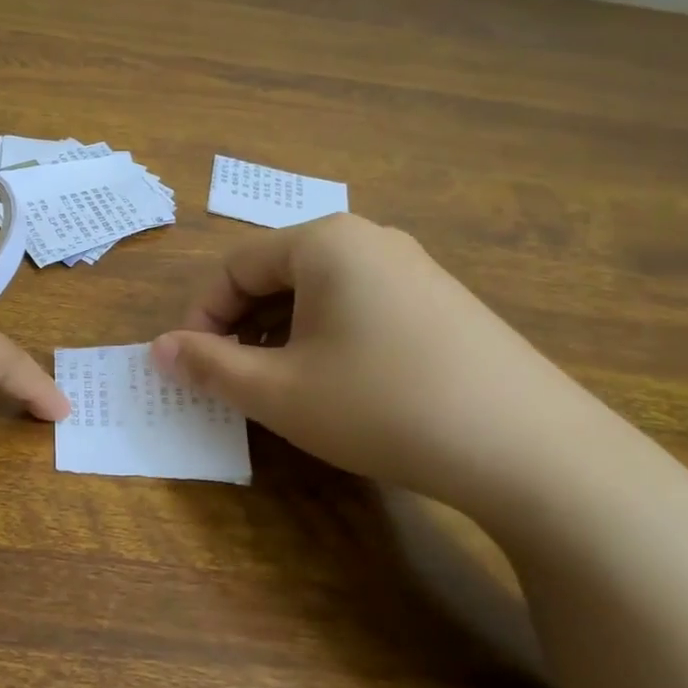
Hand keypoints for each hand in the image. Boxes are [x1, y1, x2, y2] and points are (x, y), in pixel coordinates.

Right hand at [152, 215, 606, 510]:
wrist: (529, 448)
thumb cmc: (381, 405)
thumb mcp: (279, 391)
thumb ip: (209, 366)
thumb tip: (158, 349)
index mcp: (324, 242)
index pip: (234, 266)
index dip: (200, 316)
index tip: (191, 367)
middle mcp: (369, 239)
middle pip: (277, 273)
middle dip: (242, 325)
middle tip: (232, 380)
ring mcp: (413, 268)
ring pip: (320, 291)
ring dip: (283, 333)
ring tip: (280, 386)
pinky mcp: (443, 301)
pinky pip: (361, 305)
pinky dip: (328, 337)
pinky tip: (339, 384)